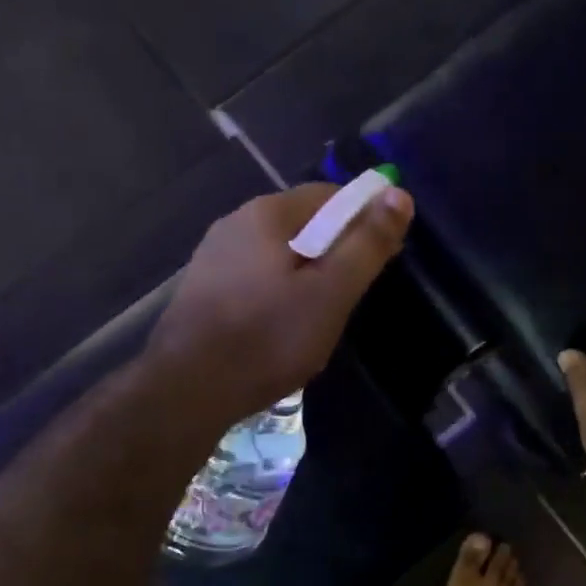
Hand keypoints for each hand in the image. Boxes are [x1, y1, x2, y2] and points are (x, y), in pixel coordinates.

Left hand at [148, 183, 413, 428]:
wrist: (187, 391)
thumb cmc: (269, 338)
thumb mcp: (332, 292)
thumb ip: (367, 243)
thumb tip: (398, 194)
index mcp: (268, 213)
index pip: (332, 195)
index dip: (365, 221)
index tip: (383, 258)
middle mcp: (236, 221)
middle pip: (305, 223)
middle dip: (336, 252)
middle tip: (352, 296)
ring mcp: (215, 255)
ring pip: (280, 253)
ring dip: (308, 275)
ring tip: (320, 317)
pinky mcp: (204, 287)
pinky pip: (257, 276)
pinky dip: (280, 291)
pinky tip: (281, 326)